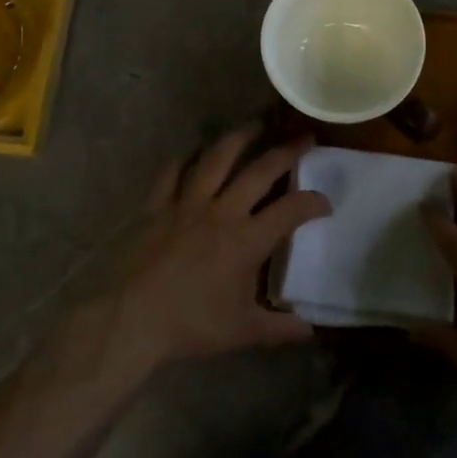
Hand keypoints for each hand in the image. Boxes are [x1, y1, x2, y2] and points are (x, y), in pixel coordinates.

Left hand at [99, 124, 330, 373]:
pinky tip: (193, 151)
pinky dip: (184, 158)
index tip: (325, 202)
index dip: (313, 202)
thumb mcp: (241, 332)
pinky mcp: (157, 205)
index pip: (290, 211)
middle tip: (303, 138)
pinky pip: (172, 172)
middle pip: (260, 171)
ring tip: (254, 125)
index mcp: (246, 240)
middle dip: (286, 152)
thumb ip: (279, 329)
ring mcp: (186, 203)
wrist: (131, 320)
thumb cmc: (190, 325)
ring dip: (239, 138)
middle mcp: (221, 211)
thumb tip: (310, 330)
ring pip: (217, 158)